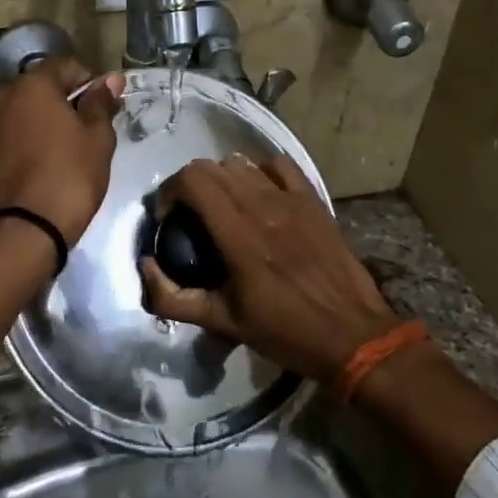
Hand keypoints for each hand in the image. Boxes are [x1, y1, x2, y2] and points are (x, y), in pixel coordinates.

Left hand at [0, 58, 125, 244]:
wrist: (23, 233)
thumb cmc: (69, 178)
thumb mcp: (98, 140)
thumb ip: (101, 104)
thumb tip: (109, 79)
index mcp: (31, 85)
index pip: (64, 66)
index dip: (87, 82)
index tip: (100, 107)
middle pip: (34, 90)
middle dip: (56, 104)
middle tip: (78, 133)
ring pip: (13, 116)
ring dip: (31, 125)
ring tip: (51, 156)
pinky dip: (12, 149)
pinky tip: (27, 173)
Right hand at [139, 154, 403, 383]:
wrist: (352, 335)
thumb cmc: (285, 332)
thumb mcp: (223, 323)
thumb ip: (174, 297)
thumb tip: (146, 266)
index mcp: (238, 236)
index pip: (192, 181)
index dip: (170, 192)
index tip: (169, 219)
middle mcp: (263, 207)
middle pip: (211, 167)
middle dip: (189, 186)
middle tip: (189, 216)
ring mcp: (292, 200)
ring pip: (242, 163)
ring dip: (222, 178)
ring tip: (222, 207)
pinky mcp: (314, 201)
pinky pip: (279, 166)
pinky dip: (260, 172)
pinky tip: (259, 194)